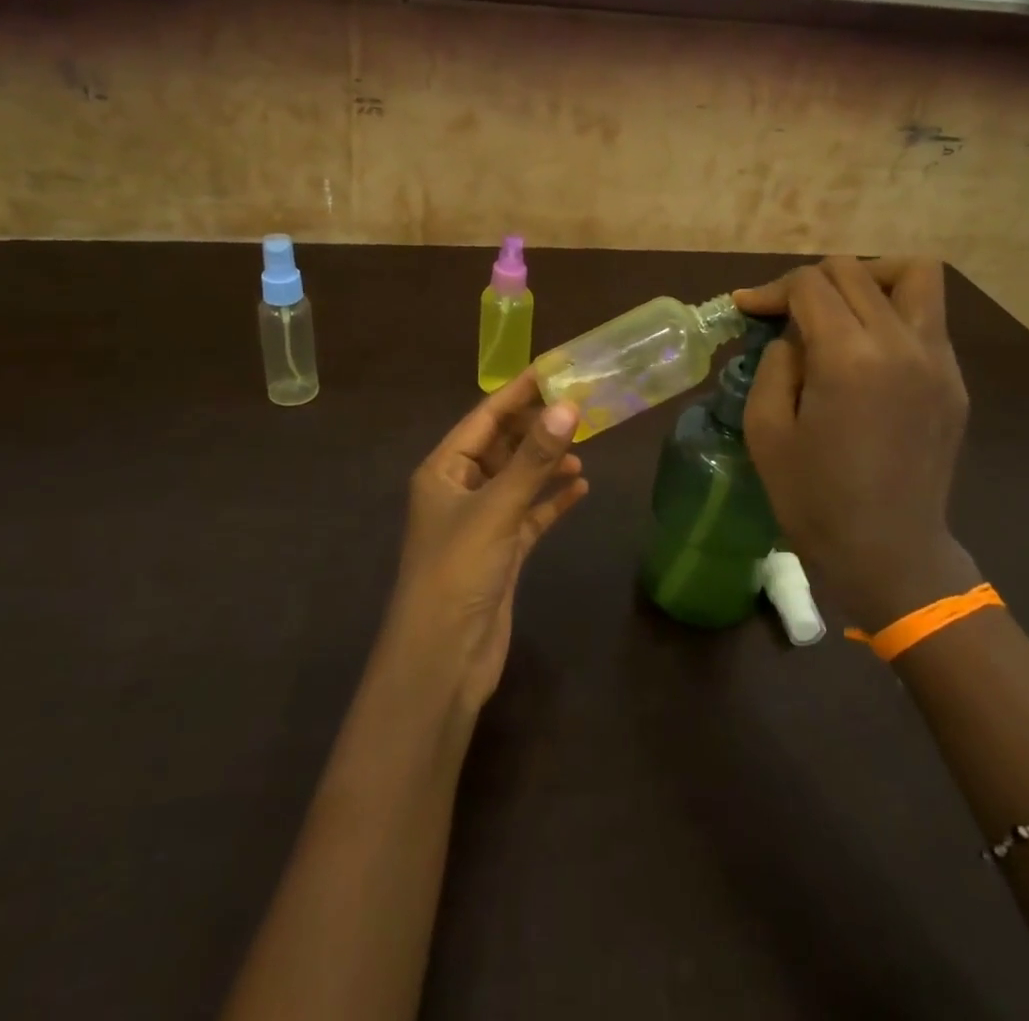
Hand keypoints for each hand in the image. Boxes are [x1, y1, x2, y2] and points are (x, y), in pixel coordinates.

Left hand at [385, 370, 587, 710]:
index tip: (555, 369)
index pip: (484, 417)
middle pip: (502, 445)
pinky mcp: (502, 553)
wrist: (443, 660)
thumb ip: (534, 459)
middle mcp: (460, 490)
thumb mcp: (497, 508)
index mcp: (443, 470)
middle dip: (538, 427)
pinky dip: (552, 501)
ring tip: (585, 445)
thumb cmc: (458, 571)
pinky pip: (530, 515)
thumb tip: (569, 406)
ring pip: (519, 479)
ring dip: (547, 463)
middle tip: (581, 405)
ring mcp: (481, 523)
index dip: (518, 393)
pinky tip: (581, 489)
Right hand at [736, 257, 977, 631]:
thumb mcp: (766, 429)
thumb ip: (776, 363)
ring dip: (869, 277)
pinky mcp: (954, 380)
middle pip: (855, 270)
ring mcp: (937, 360)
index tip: (747, 308)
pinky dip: (893, 311)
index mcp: (848, 357)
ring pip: (913, 274)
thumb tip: (793, 334)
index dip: (771, 289)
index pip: (810, 284)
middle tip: (785, 314)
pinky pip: (928, 317)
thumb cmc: (814, 498)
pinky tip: (867, 350)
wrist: (888, 553)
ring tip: (840, 308)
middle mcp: (900, 343)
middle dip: (810, 281)